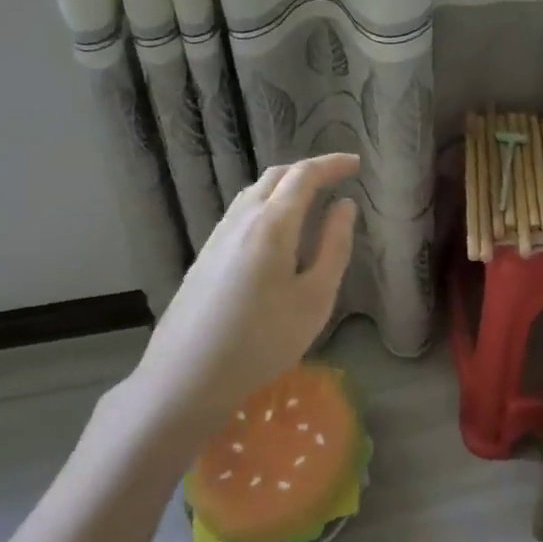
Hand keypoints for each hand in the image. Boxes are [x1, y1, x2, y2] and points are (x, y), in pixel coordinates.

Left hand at [117, 154, 358, 435]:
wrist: (186, 377)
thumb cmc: (262, 340)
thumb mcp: (314, 298)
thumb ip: (334, 246)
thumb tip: (345, 206)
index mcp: (272, 223)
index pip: (304, 175)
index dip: (332, 164)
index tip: (356, 164)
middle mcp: (242, 218)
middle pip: (276, 176)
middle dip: (309, 170)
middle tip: (336, 177)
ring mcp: (218, 235)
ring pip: (255, 192)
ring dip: (285, 185)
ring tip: (310, 198)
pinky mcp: (205, 254)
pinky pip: (242, 211)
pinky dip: (267, 202)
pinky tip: (276, 229)